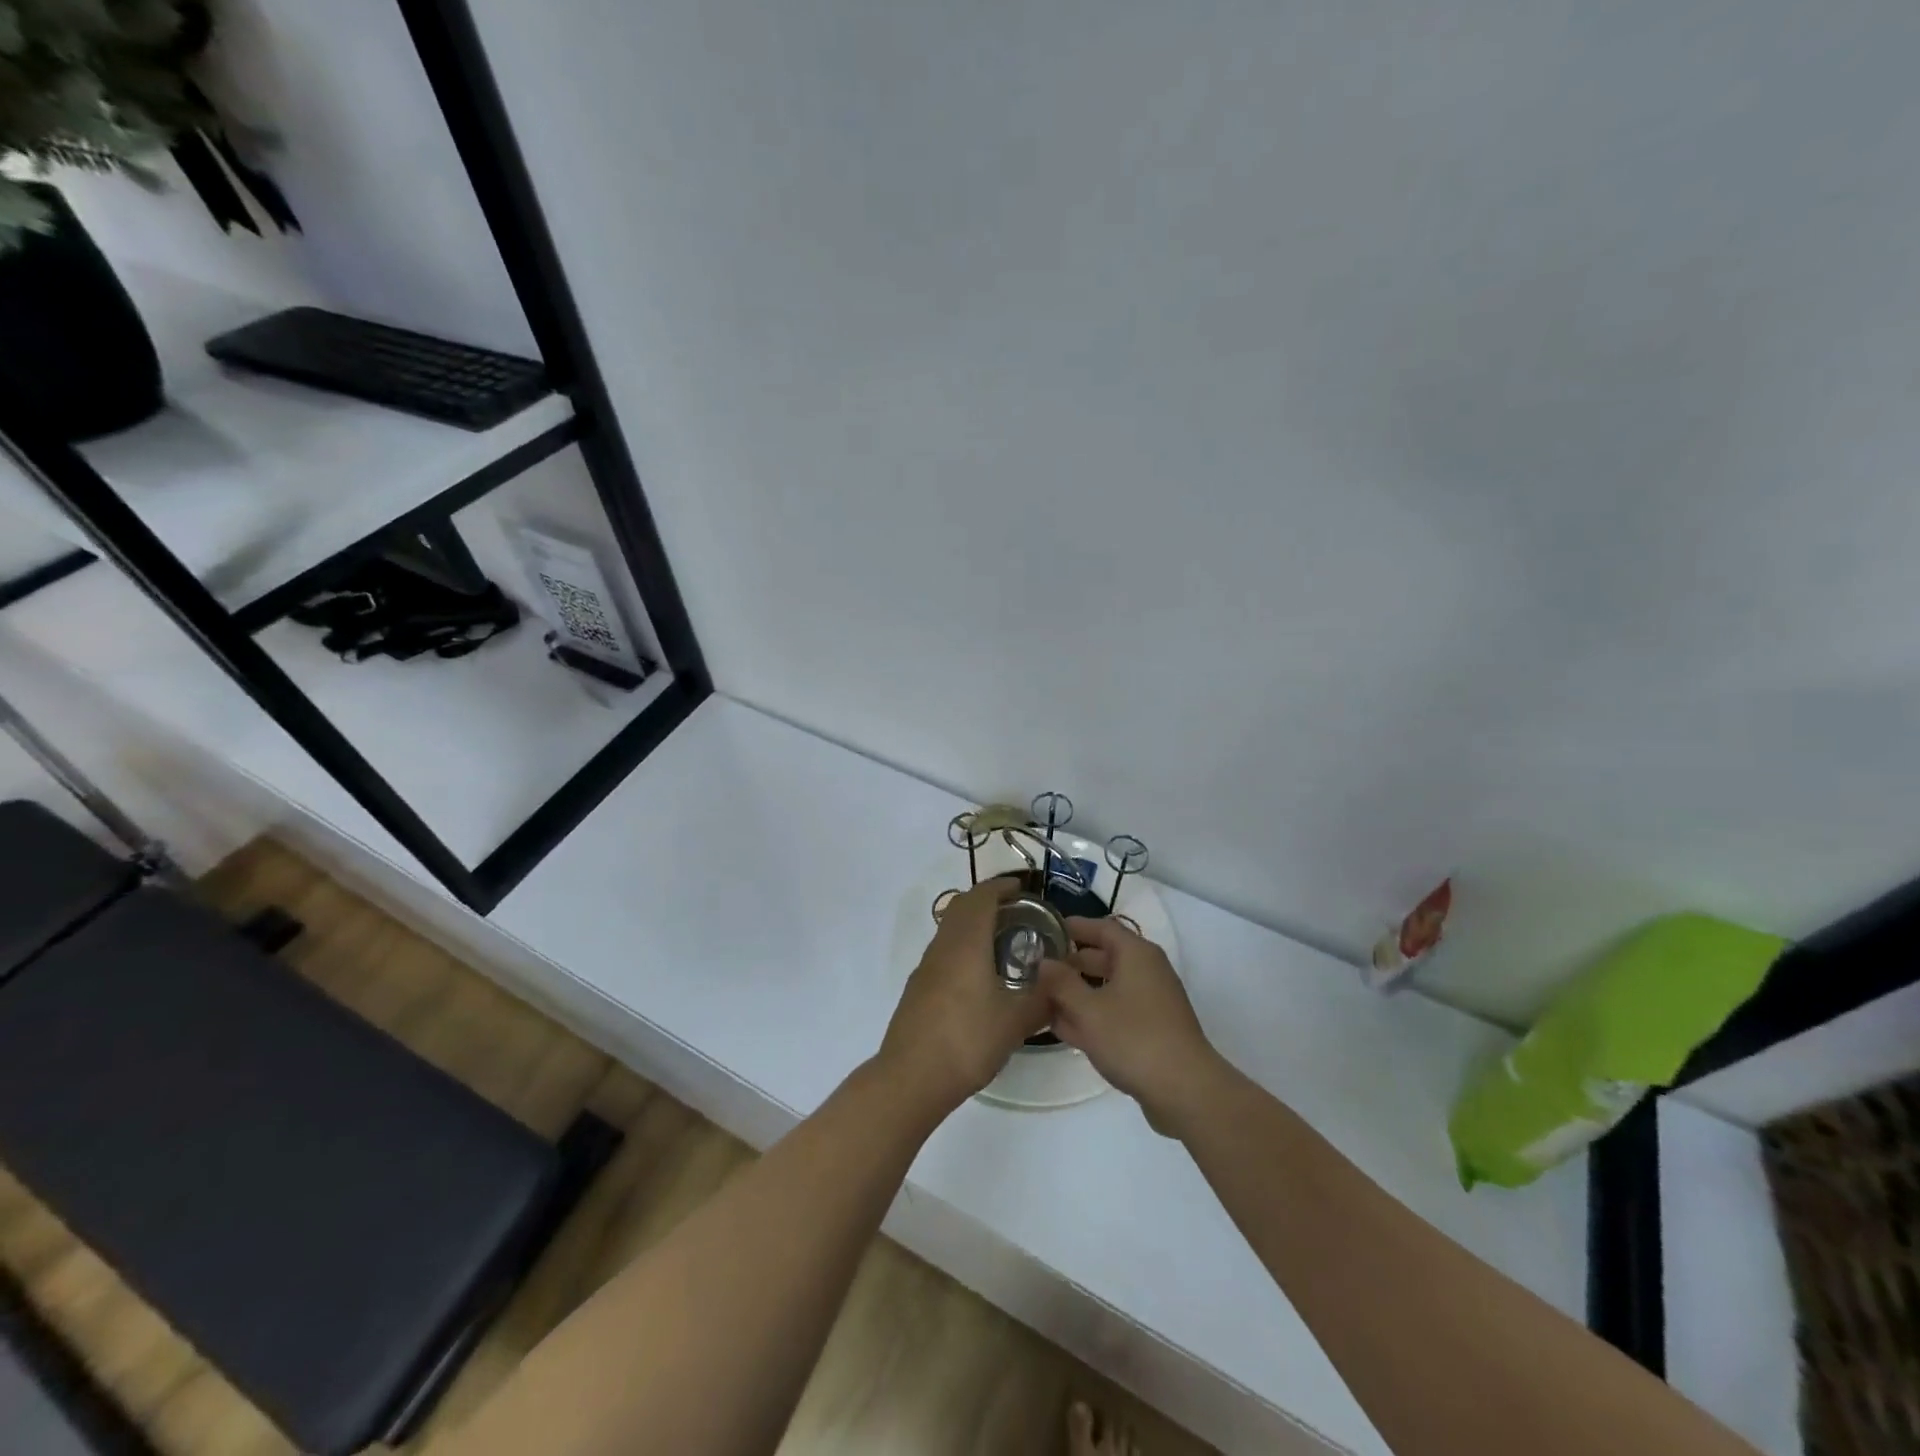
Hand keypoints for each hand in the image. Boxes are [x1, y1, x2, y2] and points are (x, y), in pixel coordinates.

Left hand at [878, 879, 1051, 1117]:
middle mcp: (942, 947)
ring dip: (973, 923)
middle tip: (1016, 910)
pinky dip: (963, 946)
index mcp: (966, 944)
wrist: (911, 1077)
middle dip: (987, 900)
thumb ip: (1042, 997)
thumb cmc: (967, 1041)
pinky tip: (979, 975)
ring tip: (1002, 940)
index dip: (1000, 887)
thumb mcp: (1016, 1022)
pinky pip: (943, 951)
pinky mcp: (918, 988)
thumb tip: (1062, 981)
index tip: (1021, 888)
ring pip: (949, 929)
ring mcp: (926, 968)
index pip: (980, 898)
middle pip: (961, 907)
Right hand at [1038, 917, 1226, 1135]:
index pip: (1101, 927)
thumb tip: (1044, 962)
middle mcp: (1147, 972)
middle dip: (1071, 963)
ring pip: (1108, 988)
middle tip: (1037, 968)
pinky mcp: (1152, 1031)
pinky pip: (1115, 1012)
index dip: (1074, 927)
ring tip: (1043, 999)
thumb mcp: (1088, 1010)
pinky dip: (1092, 1015)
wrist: (1185, 1091)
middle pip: (1104, 957)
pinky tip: (1064, 1029)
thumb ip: (1061, 983)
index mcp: (1136, 955)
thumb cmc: (1133, 1039)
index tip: (1045, 930)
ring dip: (1078, 993)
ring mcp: (1151, 1003)